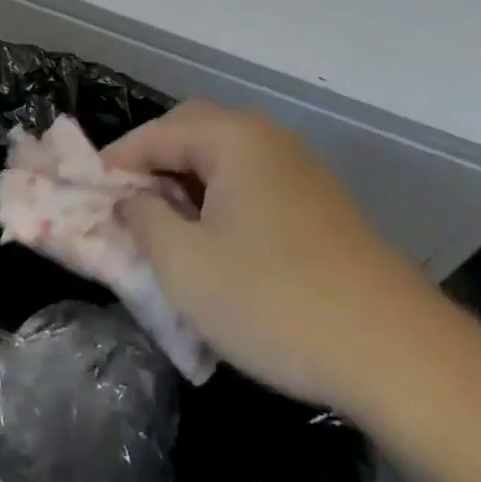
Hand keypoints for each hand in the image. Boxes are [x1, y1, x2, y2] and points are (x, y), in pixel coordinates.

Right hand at [105, 102, 428, 410]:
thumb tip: (130, 200)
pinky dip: (220, 205)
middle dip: (153, 168)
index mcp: (233, 137)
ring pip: (224, 163)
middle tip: (125, 210)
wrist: (393, 349)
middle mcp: (267, 139)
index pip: (158, 132)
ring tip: (164, 234)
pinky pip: (252, 187)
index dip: (117, 162)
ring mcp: (299, 170)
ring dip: (187, 189)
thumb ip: (144, 222)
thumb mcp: (186, 266)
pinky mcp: (319, 204)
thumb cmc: (274, 300)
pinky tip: (215, 250)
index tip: (87, 196)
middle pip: (193, 135)